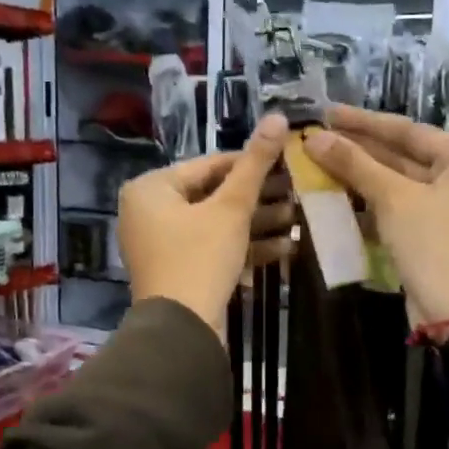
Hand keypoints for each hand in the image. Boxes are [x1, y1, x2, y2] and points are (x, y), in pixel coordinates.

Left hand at [119, 115, 291, 340]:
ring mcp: (162, 245)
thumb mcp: (231, 208)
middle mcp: (149, 212)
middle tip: (298, 192)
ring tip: (299, 220)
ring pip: (217, 224)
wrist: (182, 331)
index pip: (209, 165)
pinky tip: (286, 248)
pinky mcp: (178, 271)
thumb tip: (277, 117)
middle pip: (213, 196)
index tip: (287, 162)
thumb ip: (255, 164)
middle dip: (259, 199)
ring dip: (258, 224)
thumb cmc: (200, 258)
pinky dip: (244, 248)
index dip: (251, 163)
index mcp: (151, 188)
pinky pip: (213, 249)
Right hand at [305, 106, 448, 331]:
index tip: (328, 112)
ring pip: (396, 183)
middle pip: (402, 156)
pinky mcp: (430, 233)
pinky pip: (395, 208)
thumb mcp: (393, 198)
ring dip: (358, 176)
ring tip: (318, 162)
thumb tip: (314, 138)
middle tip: (317, 137)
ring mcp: (446, 208)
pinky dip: (368, 203)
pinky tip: (334, 196)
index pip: (408, 130)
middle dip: (358, 149)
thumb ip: (355, 164)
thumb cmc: (433, 244)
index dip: (364, 122)